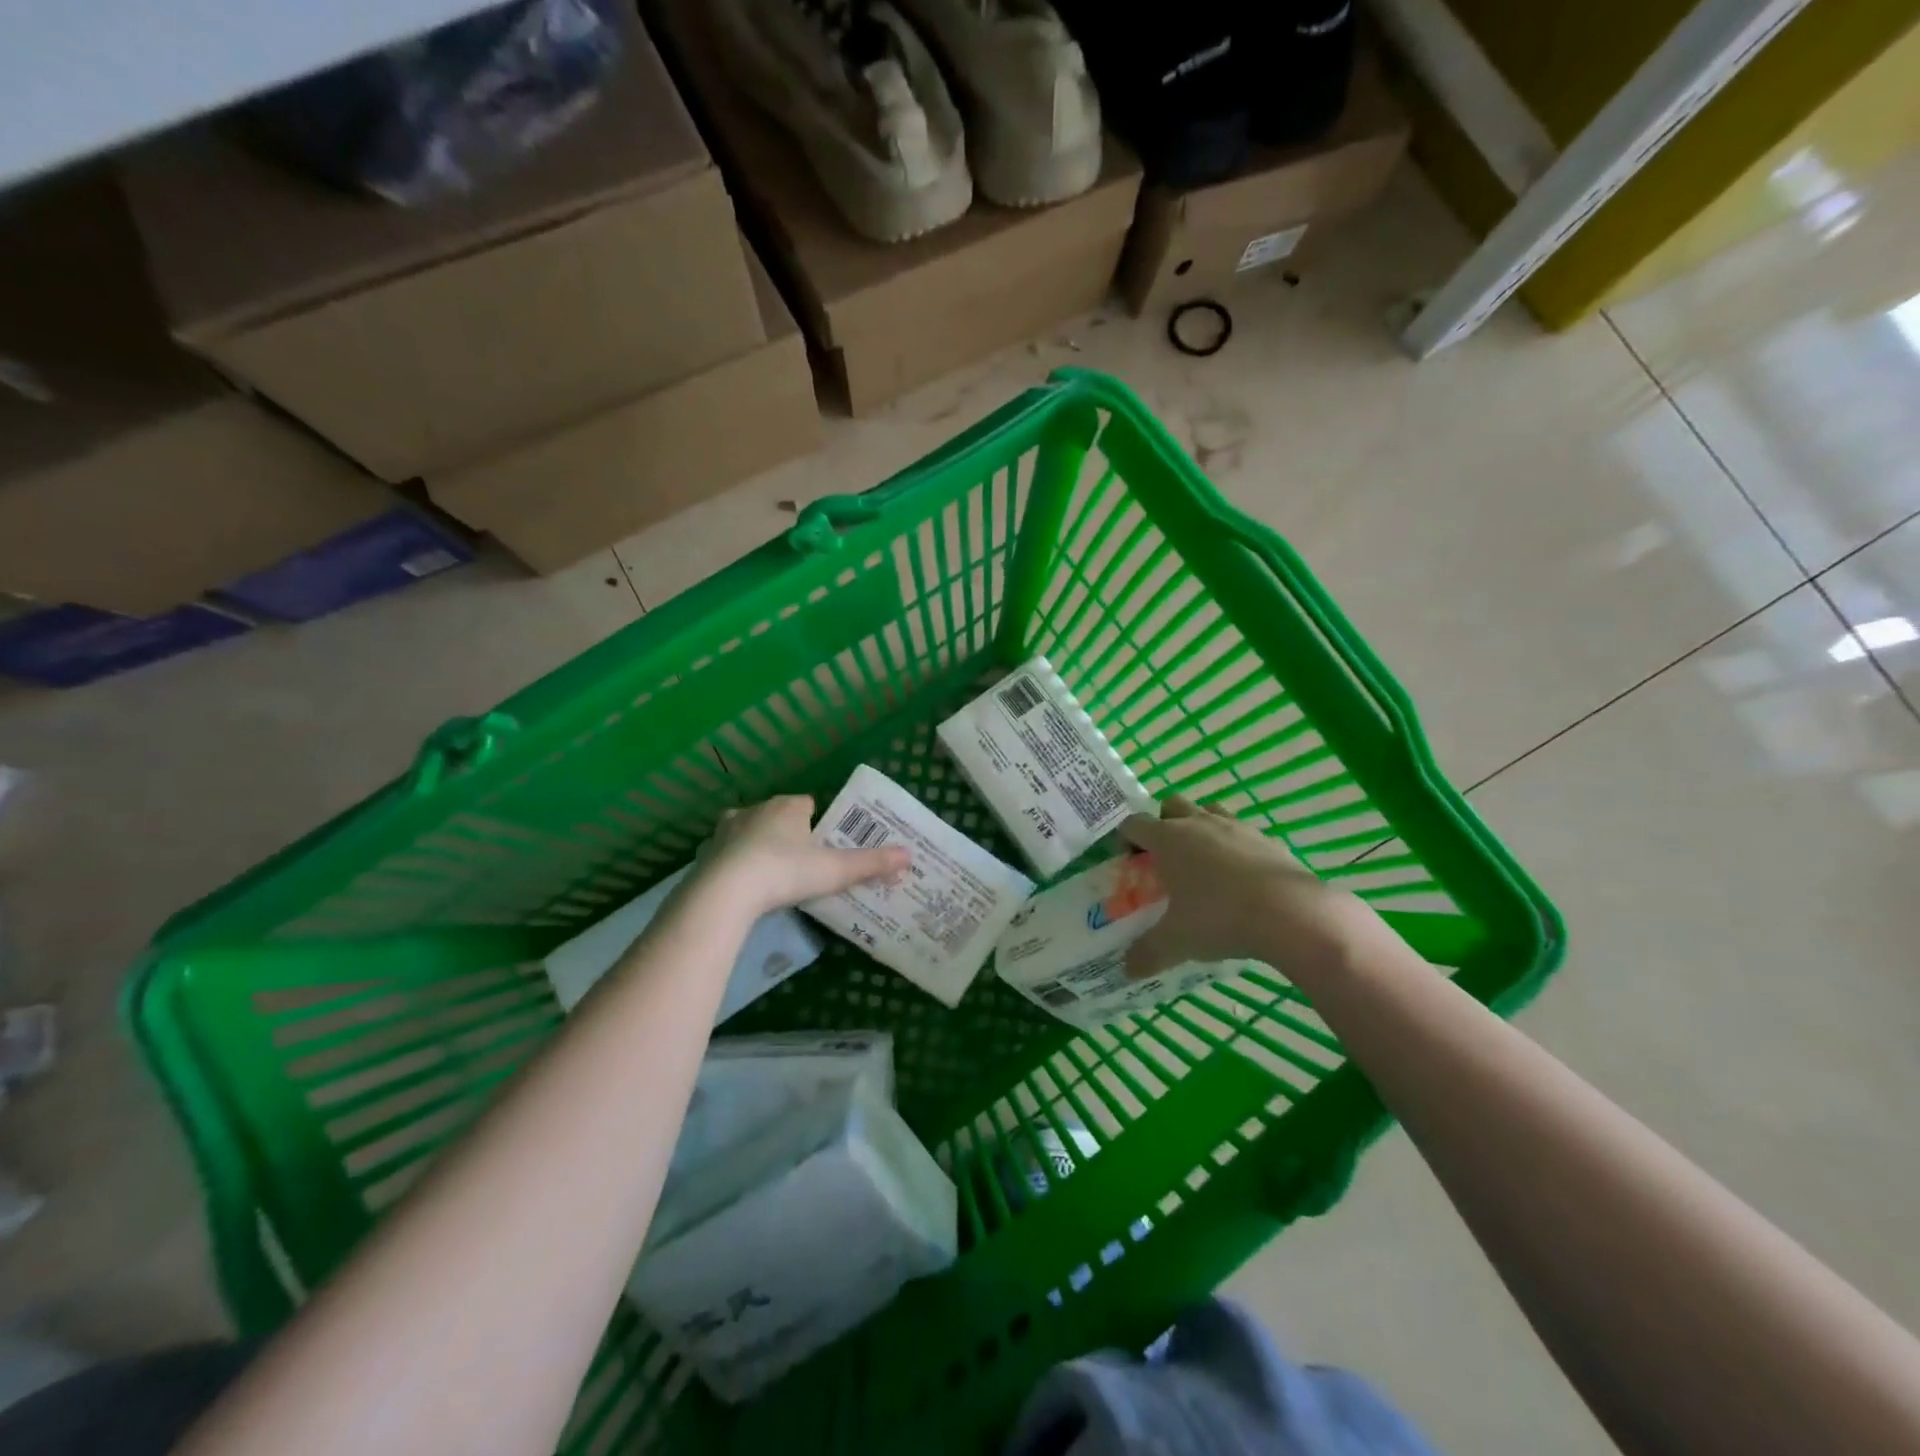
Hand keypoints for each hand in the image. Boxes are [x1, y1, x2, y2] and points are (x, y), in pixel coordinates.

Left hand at [696, 795, 908, 917]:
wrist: (726, 892)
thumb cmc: (785, 872)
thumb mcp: (834, 870)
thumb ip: (870, 863)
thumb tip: (909, 855)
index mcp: (787, 807)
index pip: (806, 803)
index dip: (816, 821)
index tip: (823, 844)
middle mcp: (755, 809)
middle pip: (776, 815)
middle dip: (786, 832)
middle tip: (800, 862)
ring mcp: (726, 829)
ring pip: (747, 830)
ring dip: (756, 845)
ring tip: (769, 874)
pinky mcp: (706, 852)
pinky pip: (724, 852)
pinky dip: (733, 863)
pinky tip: (741, 885)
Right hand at [1119, 796, 1384, 979]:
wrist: (1290, 912)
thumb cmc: (1219, 918)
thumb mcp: (1177, 941)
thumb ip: (1147, 953)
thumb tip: (1127, 969)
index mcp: (1168, 838)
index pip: (1134, 824)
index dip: (1126, 839)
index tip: (1129, 862)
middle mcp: (1198, 823)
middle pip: (1171, 806)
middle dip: (1162, 824)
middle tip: (1164, 858)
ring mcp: (1236, 826)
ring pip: (1208, 810)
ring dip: (1199, 827)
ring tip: (1202, 862)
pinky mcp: (1266, 838)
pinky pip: (1241, 832)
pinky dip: (1233, 846)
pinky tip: (1239, 878)